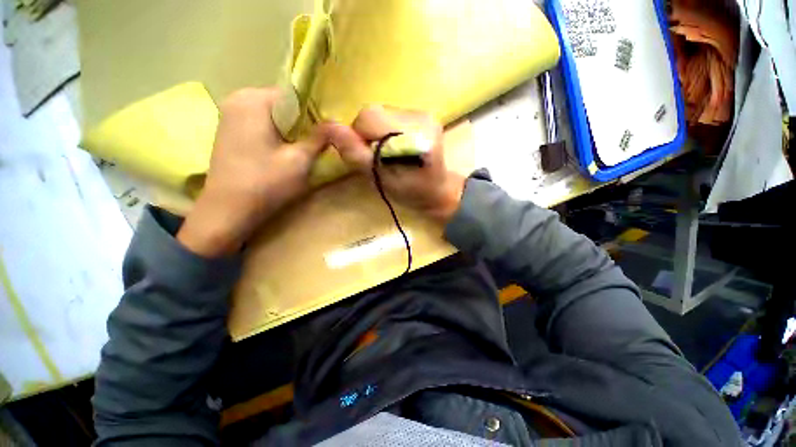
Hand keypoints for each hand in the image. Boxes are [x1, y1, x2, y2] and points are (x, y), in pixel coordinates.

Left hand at [177, 88, 328, 257]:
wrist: (228, 210)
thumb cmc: (266, 183)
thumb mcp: (300, 161)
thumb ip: (319, 138)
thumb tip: (337, 124)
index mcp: (253, 100)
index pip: (294, 94)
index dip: (315, 112)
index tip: (328, 130)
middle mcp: (238, 99)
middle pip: (283, 103)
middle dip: (303, 121)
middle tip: (319, 141)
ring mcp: (231, 114)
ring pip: (273, 114)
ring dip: (291, 129)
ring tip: (304, 147)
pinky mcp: (230, 129)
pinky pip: (261, 123)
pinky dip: (277, 133)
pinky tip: (284, 150)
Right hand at [321, 105, 464, 223]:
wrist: (437, 190)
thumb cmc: (410, 192)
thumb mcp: (380, 179)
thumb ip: (356, 154)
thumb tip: (328, 127)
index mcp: (413, 135)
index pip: (368, 118)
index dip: (358, 137)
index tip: (365, 158)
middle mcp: (421, 117)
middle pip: (373, 112)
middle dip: (366, 135)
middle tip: (375, 157)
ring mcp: (424, 113)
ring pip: (381, 113)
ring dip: (376, 132)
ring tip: (387, 153)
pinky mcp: (423, 115)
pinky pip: (391, 115)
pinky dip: (386, 130)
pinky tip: (395, 145)